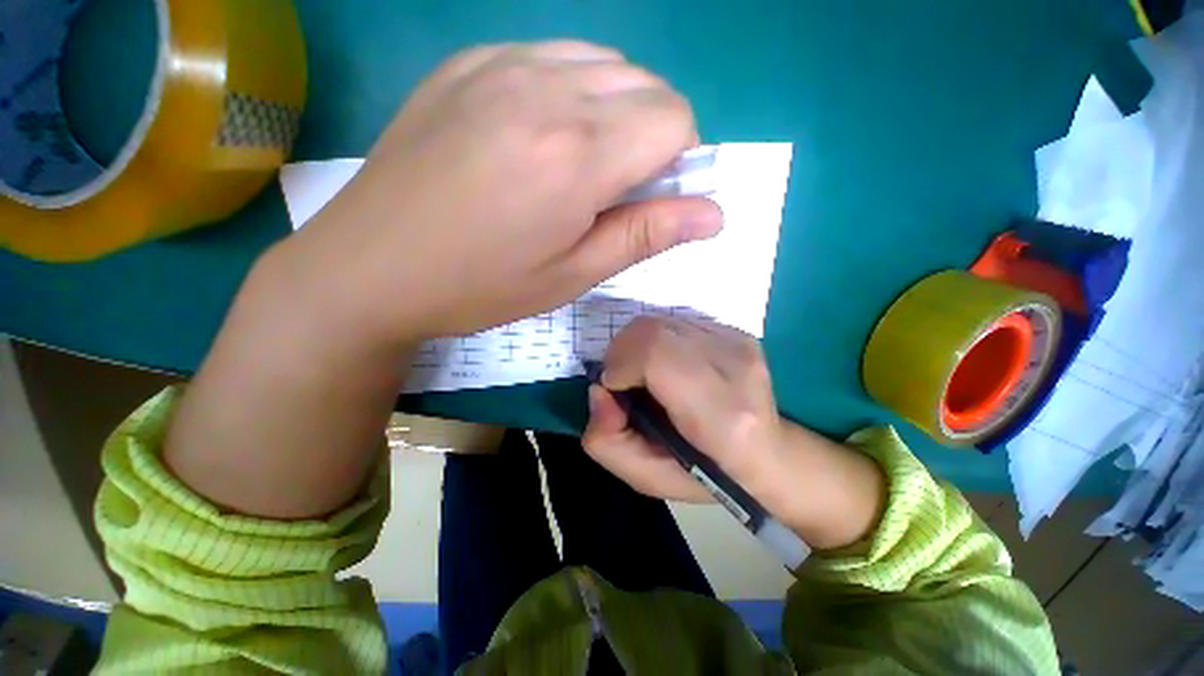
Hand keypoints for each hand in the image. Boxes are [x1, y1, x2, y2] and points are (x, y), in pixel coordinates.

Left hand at [276, 40, 722, 346]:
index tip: (649, 199)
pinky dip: (569, 89)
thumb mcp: (573, 275)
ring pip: (603, 64)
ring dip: (613, 110)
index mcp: (577, 154)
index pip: (675, 120)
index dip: (678, 161)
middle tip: (612, 190)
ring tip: (576, 164)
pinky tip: (537, 134)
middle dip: (650, 136)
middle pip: (646, 86)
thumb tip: (713, 213)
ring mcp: (500, 63)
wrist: (371, 267)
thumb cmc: (481, 286)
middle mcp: (546, 88)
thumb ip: (646, 234)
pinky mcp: (467, 62)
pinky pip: (551, 55)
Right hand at [583, 317, 885, 549]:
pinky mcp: (738, 332)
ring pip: (662, 321)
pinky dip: (659, 339)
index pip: (657, 353)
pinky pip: (677, 322)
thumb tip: (600, 389)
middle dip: (622, 351)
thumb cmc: (705, 474)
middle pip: (655, 329)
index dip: (621, 363)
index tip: (614, 387)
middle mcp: (736, 366)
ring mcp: (741, 342)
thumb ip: (606, 440)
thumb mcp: (644, 476)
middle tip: (624, 380)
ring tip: (646, 374)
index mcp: (721, 415)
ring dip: (639, 345)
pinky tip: (670, 365)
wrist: (768, 454)